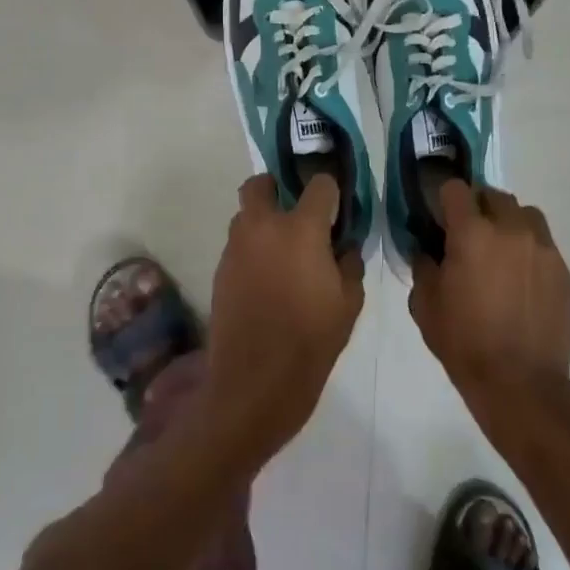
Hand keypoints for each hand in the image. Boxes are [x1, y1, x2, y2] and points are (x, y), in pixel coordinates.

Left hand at [204, 173, 365, 467]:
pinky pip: (238, 245)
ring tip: (284, 253)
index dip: (331, 192)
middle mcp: (262, 227)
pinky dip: (253, 250)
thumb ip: (349, 263)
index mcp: (301, 229)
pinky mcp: (220, 271)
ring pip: (246, 215)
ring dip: (264, 221)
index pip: (319, 185)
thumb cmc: (311, 342)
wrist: (254, 385)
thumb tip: (343, 246)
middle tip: (298, 214)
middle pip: (261, 184)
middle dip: (278, 189)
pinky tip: (268, 280)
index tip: (337, 209)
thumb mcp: (349, 304)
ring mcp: (235, 248)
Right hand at [410, 182, 569, 439]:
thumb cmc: (465, 342)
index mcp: (471, 233)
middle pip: (492, 195)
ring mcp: (541, 246)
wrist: (520, 382)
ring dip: (507, 221)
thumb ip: (424, 267)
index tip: (439, 218)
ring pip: (523, 212)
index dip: (444, 199)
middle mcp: (510, 229)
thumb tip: (428, 250)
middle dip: (477, 208)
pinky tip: (518, 276)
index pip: (456, 189)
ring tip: (498, 250)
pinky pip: (541, 240)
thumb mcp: (425, 306)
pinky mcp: (561, 267)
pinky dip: (527, 246)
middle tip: (467, 236)